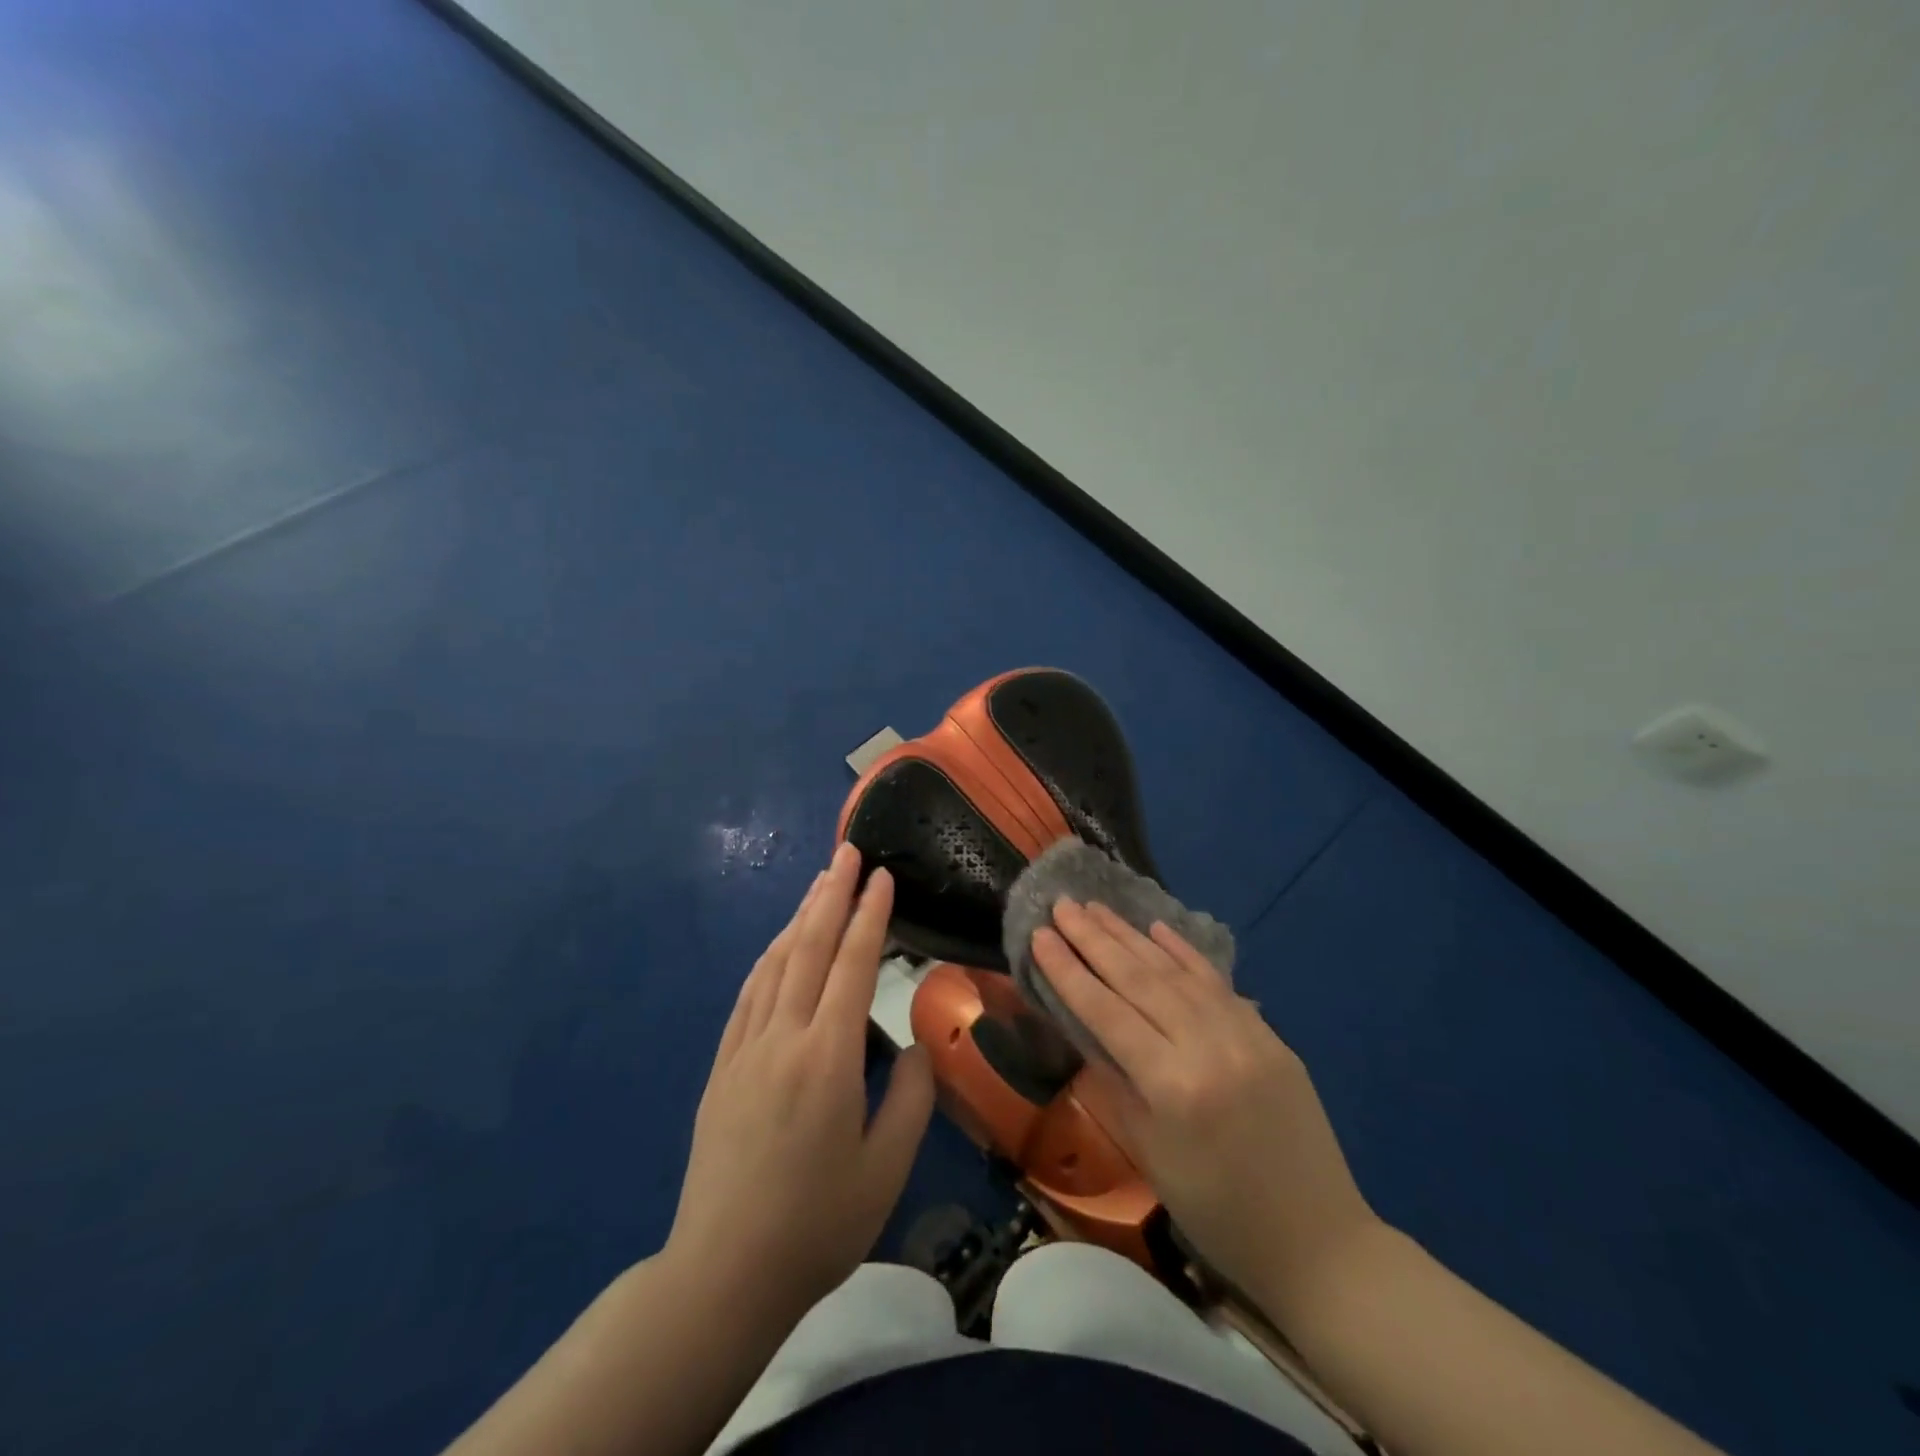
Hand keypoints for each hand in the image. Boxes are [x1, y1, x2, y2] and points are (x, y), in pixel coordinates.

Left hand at [666, 843, 934, 1327]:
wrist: (723, 1273)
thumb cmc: (816, 1225)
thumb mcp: (885, 1170)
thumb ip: (909, 1098)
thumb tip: (912, 1047)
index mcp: (827, 1057)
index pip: (852, 965)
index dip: (870, 915)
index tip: (883, 876)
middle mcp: (783, 1038)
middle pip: (808, 947)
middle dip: (832, 894)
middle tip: (848, 851)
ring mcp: (745, 1050)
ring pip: (774, 964)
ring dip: (799, 917)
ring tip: (820, 882)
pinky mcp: (721, 1068)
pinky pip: (748, 995)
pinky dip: (768, 958)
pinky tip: (778, 945)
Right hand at [1031, 900, 1377, 1312]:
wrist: (1320, 1244)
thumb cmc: (1218, 1214)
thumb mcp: (1151, 1155)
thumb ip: (1116, 1083)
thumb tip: (1085, 1030)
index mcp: (1173, 1085)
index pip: (1107, 1012)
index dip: (1069, 971)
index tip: (1039, 935)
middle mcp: (1209, 1046)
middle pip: (1139, 980)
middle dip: (1094, 939)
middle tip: (1062, 904)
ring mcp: (1246, 1034)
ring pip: (1176, 972)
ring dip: (1131, 936)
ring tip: (1096, 907)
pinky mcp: (1270, 1034)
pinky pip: (1218, 983)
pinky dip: (1185, 953)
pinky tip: (1158, 928)